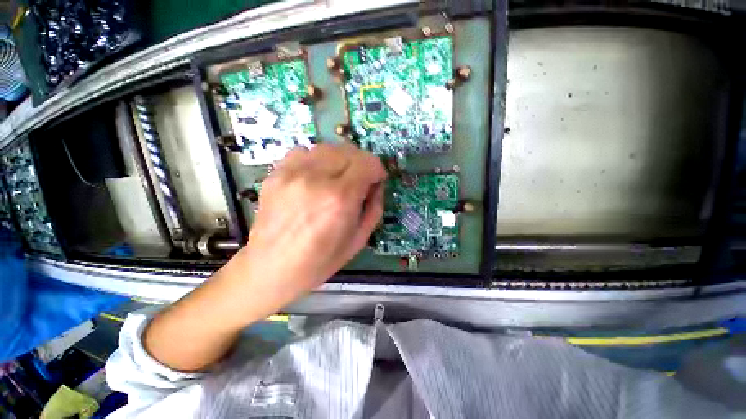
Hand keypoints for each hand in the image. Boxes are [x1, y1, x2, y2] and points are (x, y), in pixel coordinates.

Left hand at [236, 142, 387, 306]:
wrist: (271, 267)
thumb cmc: (320, 260)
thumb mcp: (359, 239)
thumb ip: (374, 207)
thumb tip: (376, 185)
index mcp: (339, 198)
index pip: (367, 162)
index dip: (377, 169)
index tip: (376, 181)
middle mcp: (316, 178)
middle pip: (349, 150)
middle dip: (361, 163)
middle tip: (360, 181)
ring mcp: (292, 172)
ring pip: (327, 147)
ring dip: (340, 160)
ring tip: (338, 178)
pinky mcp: (276, 173)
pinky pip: (304, 152)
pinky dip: (317, 160)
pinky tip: (316, 177)